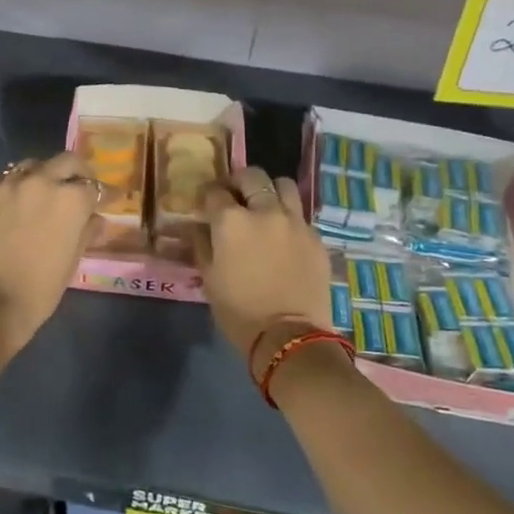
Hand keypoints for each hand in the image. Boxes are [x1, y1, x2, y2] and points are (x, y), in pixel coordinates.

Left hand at [0, 153, 99, 351]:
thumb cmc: (40, 289)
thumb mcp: (72, 261)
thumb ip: (86, 232)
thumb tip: (96, 220)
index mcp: (70, 199)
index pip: (94, 186)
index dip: (104, 195)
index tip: (109, 199)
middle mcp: (41, 181)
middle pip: (66, 162)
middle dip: (77, 172)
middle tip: (78, 188)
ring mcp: (8, 185)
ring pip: (32, 165)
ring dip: (42, 175)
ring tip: (42, 193)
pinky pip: (2, 180)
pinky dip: (12, 187)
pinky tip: (12, 203)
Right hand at [197, 167, 332, 361]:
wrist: (290, 337)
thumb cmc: (239, 311)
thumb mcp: (209, 279)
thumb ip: (202, 245)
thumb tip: (198, 226)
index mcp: (231, 221)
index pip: (215, 192)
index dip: (208, 196)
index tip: (206, 204)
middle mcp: (265, 211)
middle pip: (252, 176)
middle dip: (239, 182)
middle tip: (235, 197)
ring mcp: (295, 221)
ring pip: (283, 185)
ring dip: (270, 191)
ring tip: (264, 207)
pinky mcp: (315, 237)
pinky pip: (300, 215)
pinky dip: (288, 218)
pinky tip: (283, 236)